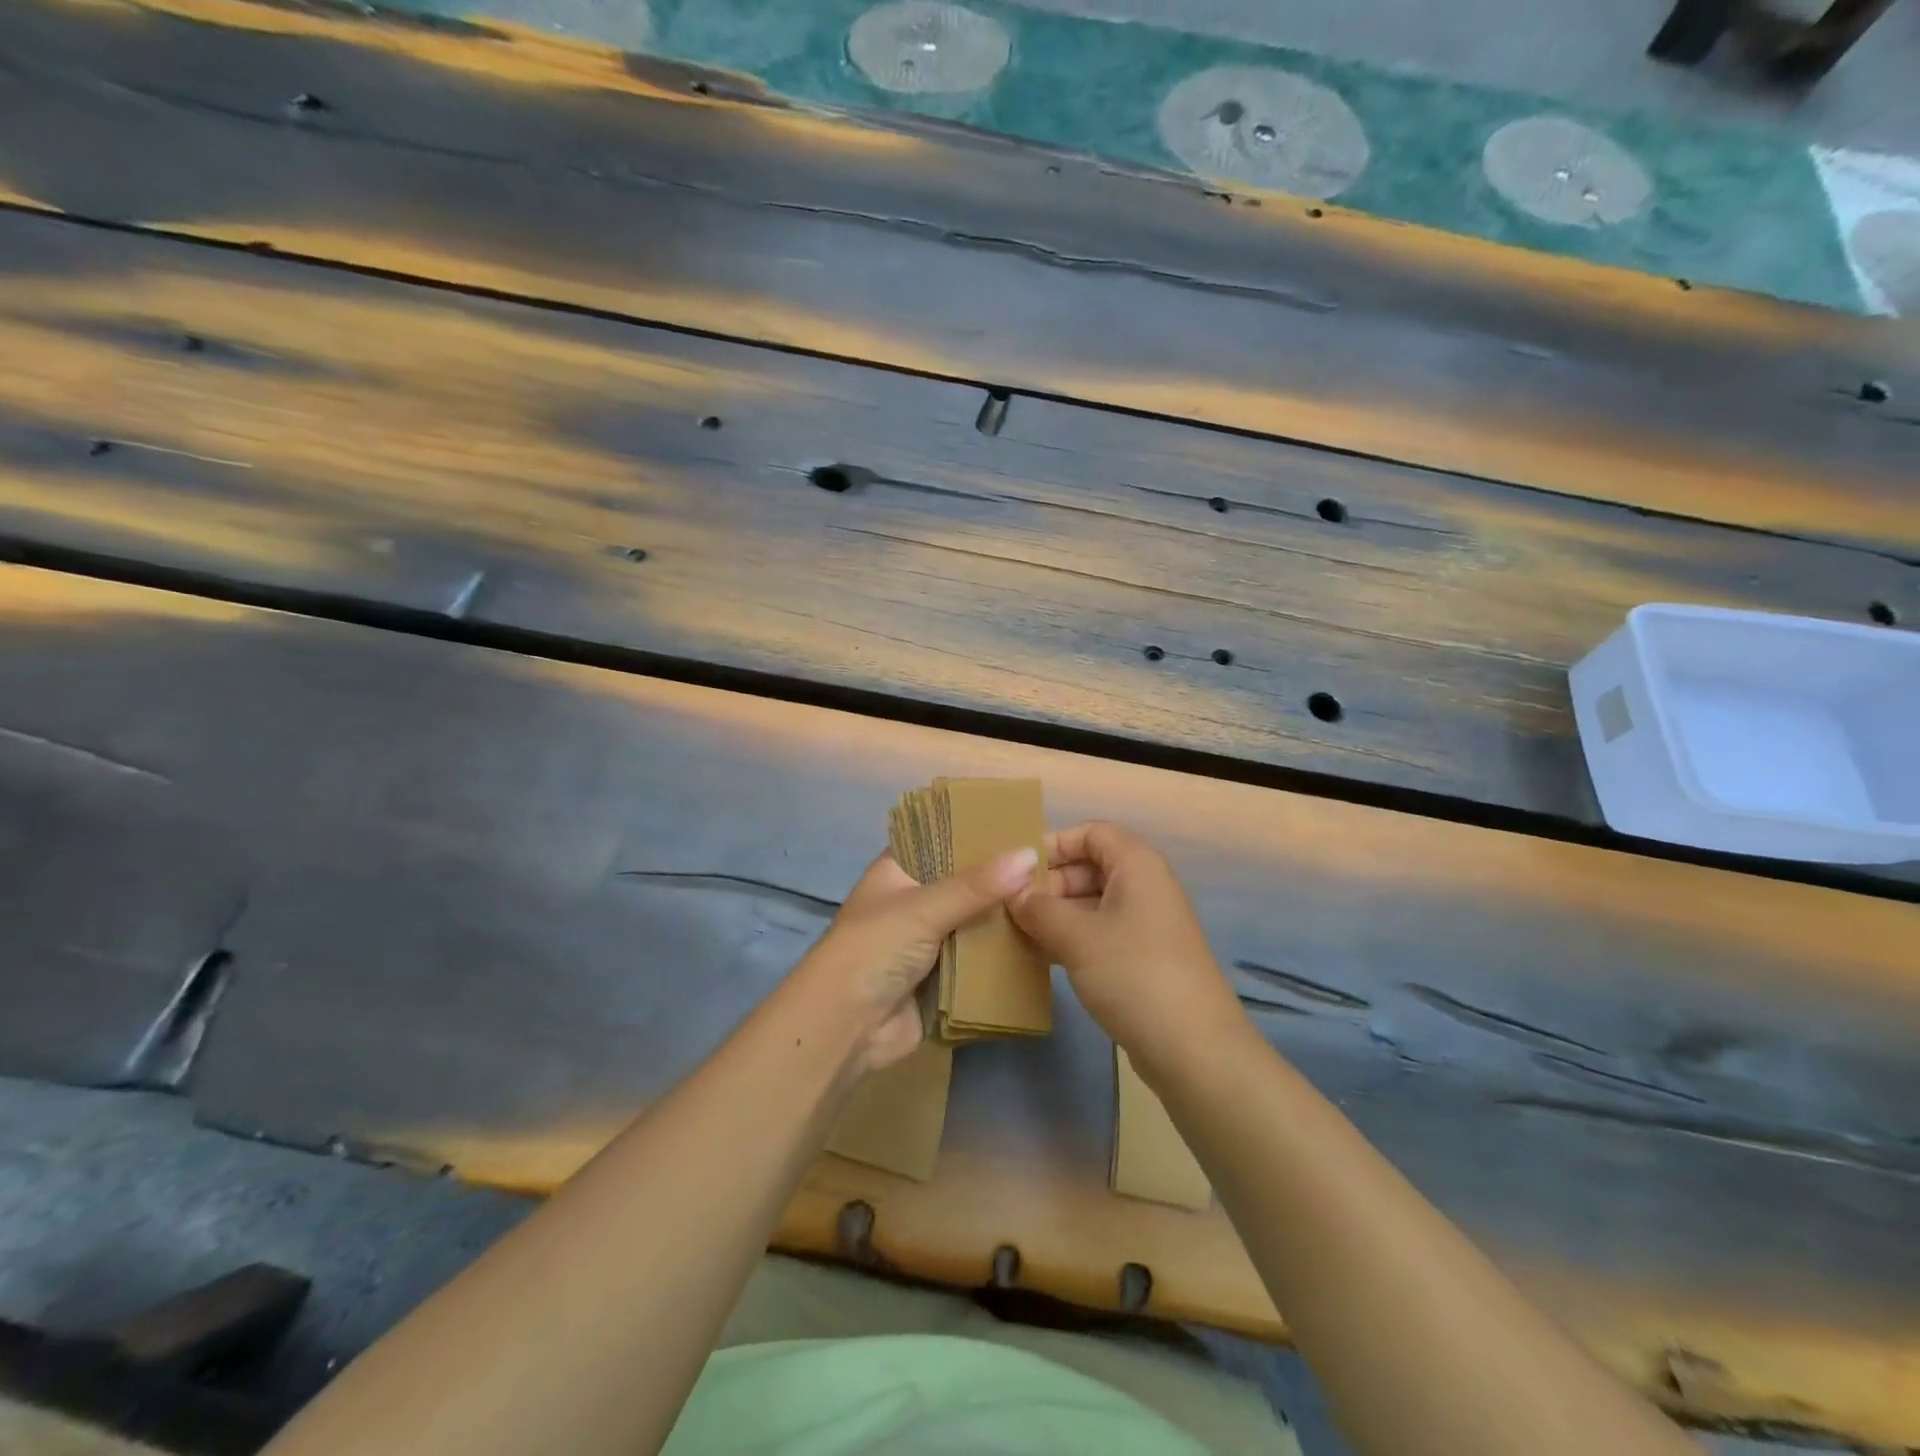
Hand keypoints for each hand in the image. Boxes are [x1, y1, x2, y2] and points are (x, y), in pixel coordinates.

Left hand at [794, 847, 1037, 1073]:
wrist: (846, 1027)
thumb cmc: (875, 949)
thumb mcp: (925, 908)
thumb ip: (977, 885)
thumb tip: (1030, 854)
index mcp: (898, 871)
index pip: (940, 839)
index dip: (975, 832)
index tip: (1021, 824)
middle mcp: (913, 900)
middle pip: (963, 882)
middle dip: (999, 878)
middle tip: (1050, 864)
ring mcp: (927, 940)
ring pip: (974, 921)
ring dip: (1004, 917)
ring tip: (1054, 897)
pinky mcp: (942, 976)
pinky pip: (978, 957)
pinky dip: (1001, 953)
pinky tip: (1040, 939)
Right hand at [1010, 821, 1242, 1070]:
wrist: (1193, 1049)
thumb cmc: (1133, 973)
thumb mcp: (1077, 936)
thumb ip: (1039, 909)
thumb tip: (1013, 894)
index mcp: (1136, 865)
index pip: (1090, 832)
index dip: (1054, 844)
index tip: (1016, 870)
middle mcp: (1144, 886)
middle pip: (1090, 867)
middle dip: (1049, 883)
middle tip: (1010, 908)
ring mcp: (1146, 924)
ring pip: (1092, 903)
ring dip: (1056, 914)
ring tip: (1017, 933)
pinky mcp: (1143, 958)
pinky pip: (1100, 933)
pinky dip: (1072, 938)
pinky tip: (1042, 958)